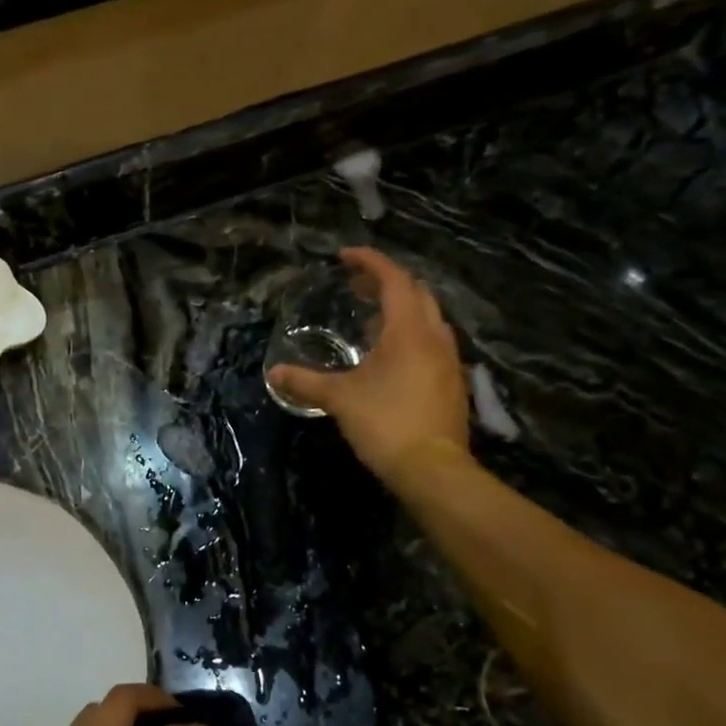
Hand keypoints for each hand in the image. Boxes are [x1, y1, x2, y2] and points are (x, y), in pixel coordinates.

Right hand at [269, 248, 472, 487]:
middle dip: (386, 284)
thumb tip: (274, 374)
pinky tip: (388, 357)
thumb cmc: (385, 423)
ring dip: (400, 310)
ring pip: (427, 318)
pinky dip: (409, 335)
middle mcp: (435, 337)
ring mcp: (448, 360)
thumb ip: (306, 382)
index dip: (370, 262)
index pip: (393, 280)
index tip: (345, 256)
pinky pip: (432, 342)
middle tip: (356, 288)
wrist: (433, 468)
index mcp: (409, 331)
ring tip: (369, 320)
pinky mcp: (451, 382)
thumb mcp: (339, 399)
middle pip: (416, 293)